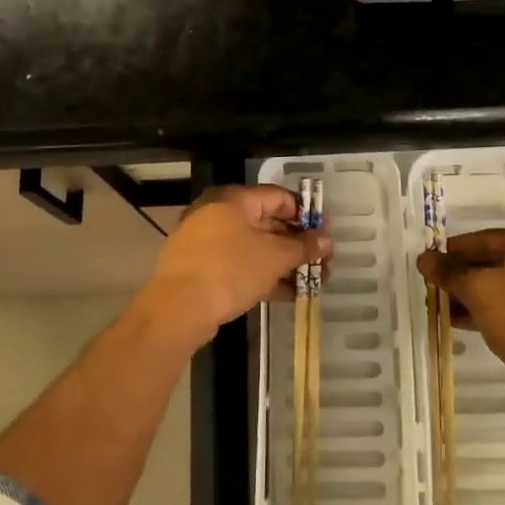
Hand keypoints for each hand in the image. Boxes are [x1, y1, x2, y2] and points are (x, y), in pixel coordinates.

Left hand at [138, 185, 330, 342]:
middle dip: (297, 244)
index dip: (306, 214)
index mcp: (235, 200)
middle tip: (322, 262)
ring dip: (284, 263)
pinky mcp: (201, 268)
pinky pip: (240, 265)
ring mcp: (207, 242)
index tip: (326, 233)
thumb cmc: (230, 270)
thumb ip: (303, 246)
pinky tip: (287, 294)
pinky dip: (263, 275)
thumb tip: (326, 240)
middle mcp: (218, 213)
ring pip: (254, 247)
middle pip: (267, 223)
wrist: (178, 308)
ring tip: (311, 283)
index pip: (279, 197)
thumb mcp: (274, 257)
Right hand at [418, 229, 504, 401]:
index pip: (487, 238)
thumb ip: (449, 272)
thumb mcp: (478, 290)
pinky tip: (462, 321)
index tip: (431, 261)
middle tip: (434, 285)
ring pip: (502, 286)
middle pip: (495, 262)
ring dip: (471, 295)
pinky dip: (489, 309)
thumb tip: (425, 259)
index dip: (454, 249)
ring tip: (441, 307)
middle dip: (461, 275)